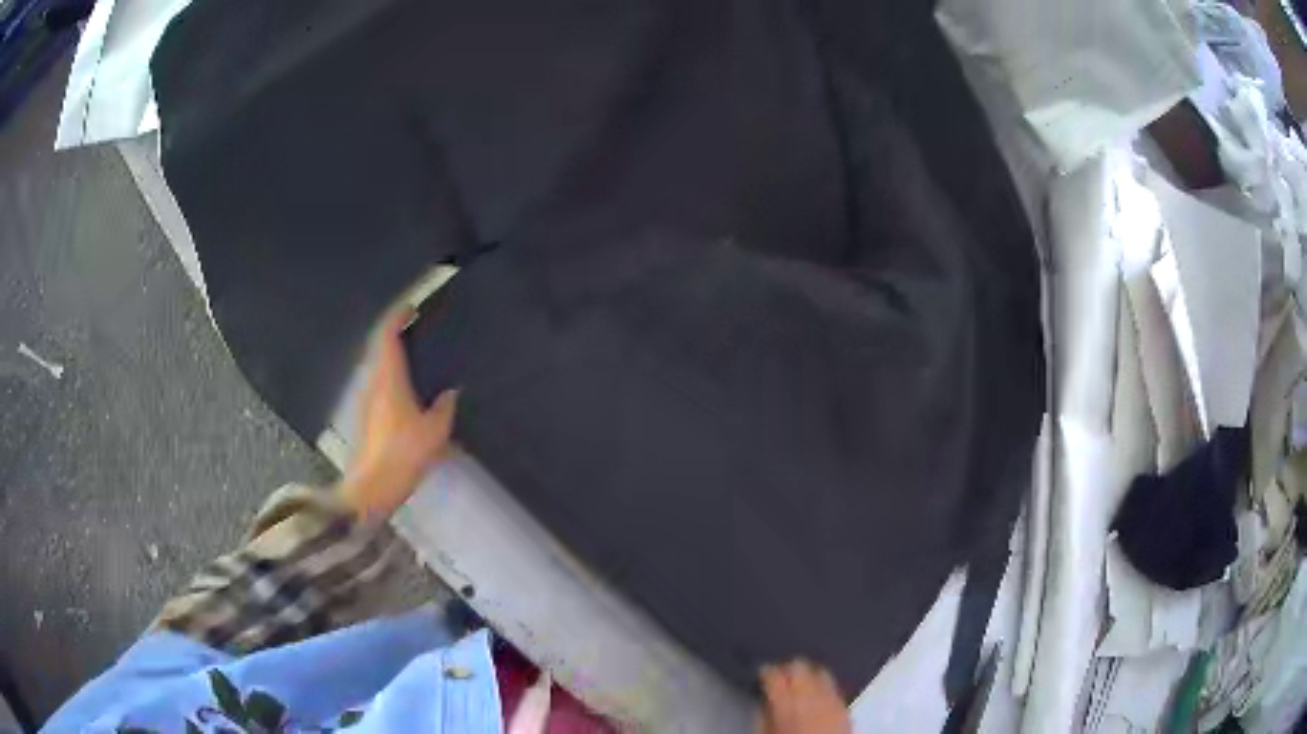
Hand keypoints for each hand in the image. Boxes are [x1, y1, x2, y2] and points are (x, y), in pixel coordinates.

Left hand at [338, 308, 457, 520]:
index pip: (386, 336)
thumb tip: (450, 393)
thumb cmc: (403, 454)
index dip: (396, 317)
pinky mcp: (366, 420)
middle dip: (396, 338)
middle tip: (417, 333)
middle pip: (380, 350)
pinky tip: (409, 397)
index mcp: (389, 379)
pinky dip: (392, 381)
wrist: (371, 489)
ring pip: (379, 371)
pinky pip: (380, 389)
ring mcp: (366, 403)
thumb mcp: (435, 431)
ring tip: (417, 364)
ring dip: (393, 361)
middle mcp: (373, 384)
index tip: (410, 308)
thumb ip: (445, 407)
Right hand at [758, 661, 850, 733]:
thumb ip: (763, 716)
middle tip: (781, 678)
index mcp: (785, 703)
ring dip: (808, 675)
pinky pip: (833, 685)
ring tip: (801, 685)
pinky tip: (817, 696)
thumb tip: (763, 701)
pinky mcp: (844, 704)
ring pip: (820, 670)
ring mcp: (830, 697)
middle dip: (788, 669)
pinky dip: (823, 686)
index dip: (766, 671)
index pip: (773, 674)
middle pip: (799, 665)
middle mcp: (810, 694)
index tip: (762, 675)